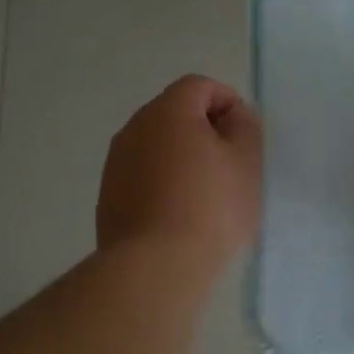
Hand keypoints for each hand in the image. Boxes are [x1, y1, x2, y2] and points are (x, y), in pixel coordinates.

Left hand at [97, 75, 262, 271]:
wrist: (155, 267)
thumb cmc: (210, 208)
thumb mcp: (246, 164)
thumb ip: (244, 128)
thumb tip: (232, 116)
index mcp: (168, 111)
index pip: (200, 86)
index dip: (228, 102)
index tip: (245, 136)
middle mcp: (134, 128)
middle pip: (175, 114)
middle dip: (204, 131)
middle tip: (230, 166)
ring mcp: (116, 163)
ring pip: (156, 147)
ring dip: (181, 159)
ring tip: (206, 195)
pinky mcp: (108, 196)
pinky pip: (142, 176)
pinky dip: (162, 184)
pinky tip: (179, 216)